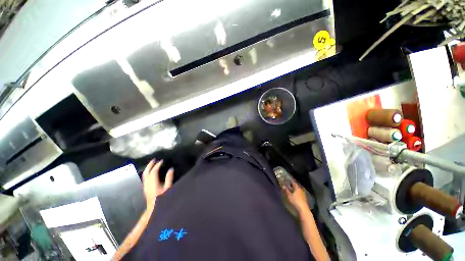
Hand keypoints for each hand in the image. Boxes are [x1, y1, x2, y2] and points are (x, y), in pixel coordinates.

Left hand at [142, 159, 173, 209]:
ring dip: (148, 168)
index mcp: (153, 183)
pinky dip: (147, 173)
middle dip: (150, 165)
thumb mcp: (168, 188)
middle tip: (154, 159)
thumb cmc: (162, 199)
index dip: (157, 165)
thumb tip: (171, 169)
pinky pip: (144, 178)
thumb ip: (169, 178)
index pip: (154, 171)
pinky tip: (150, 172)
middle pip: (146, 172)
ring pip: (144, 175)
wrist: (153, 209)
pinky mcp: (145, 188)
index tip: (161, 161)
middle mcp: (147, 184)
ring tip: (152, 164)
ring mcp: (145, 186)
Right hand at [283, 180, 308, 213]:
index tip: (287, 181)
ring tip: (291, 191)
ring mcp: (303, 195)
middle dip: (292, 186)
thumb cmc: (295, 201)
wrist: (303, 210)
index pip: (293, 183)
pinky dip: (296, 194)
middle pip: (296, 186)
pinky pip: (299, 194)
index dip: (290, 181)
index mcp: (297, 188)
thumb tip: (283, 186)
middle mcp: (301, 190)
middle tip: (288, 185)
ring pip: (298, 190)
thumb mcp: (289, 195)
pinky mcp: (304, 199)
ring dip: (295, 190)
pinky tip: (294, 196)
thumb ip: (286, 190)